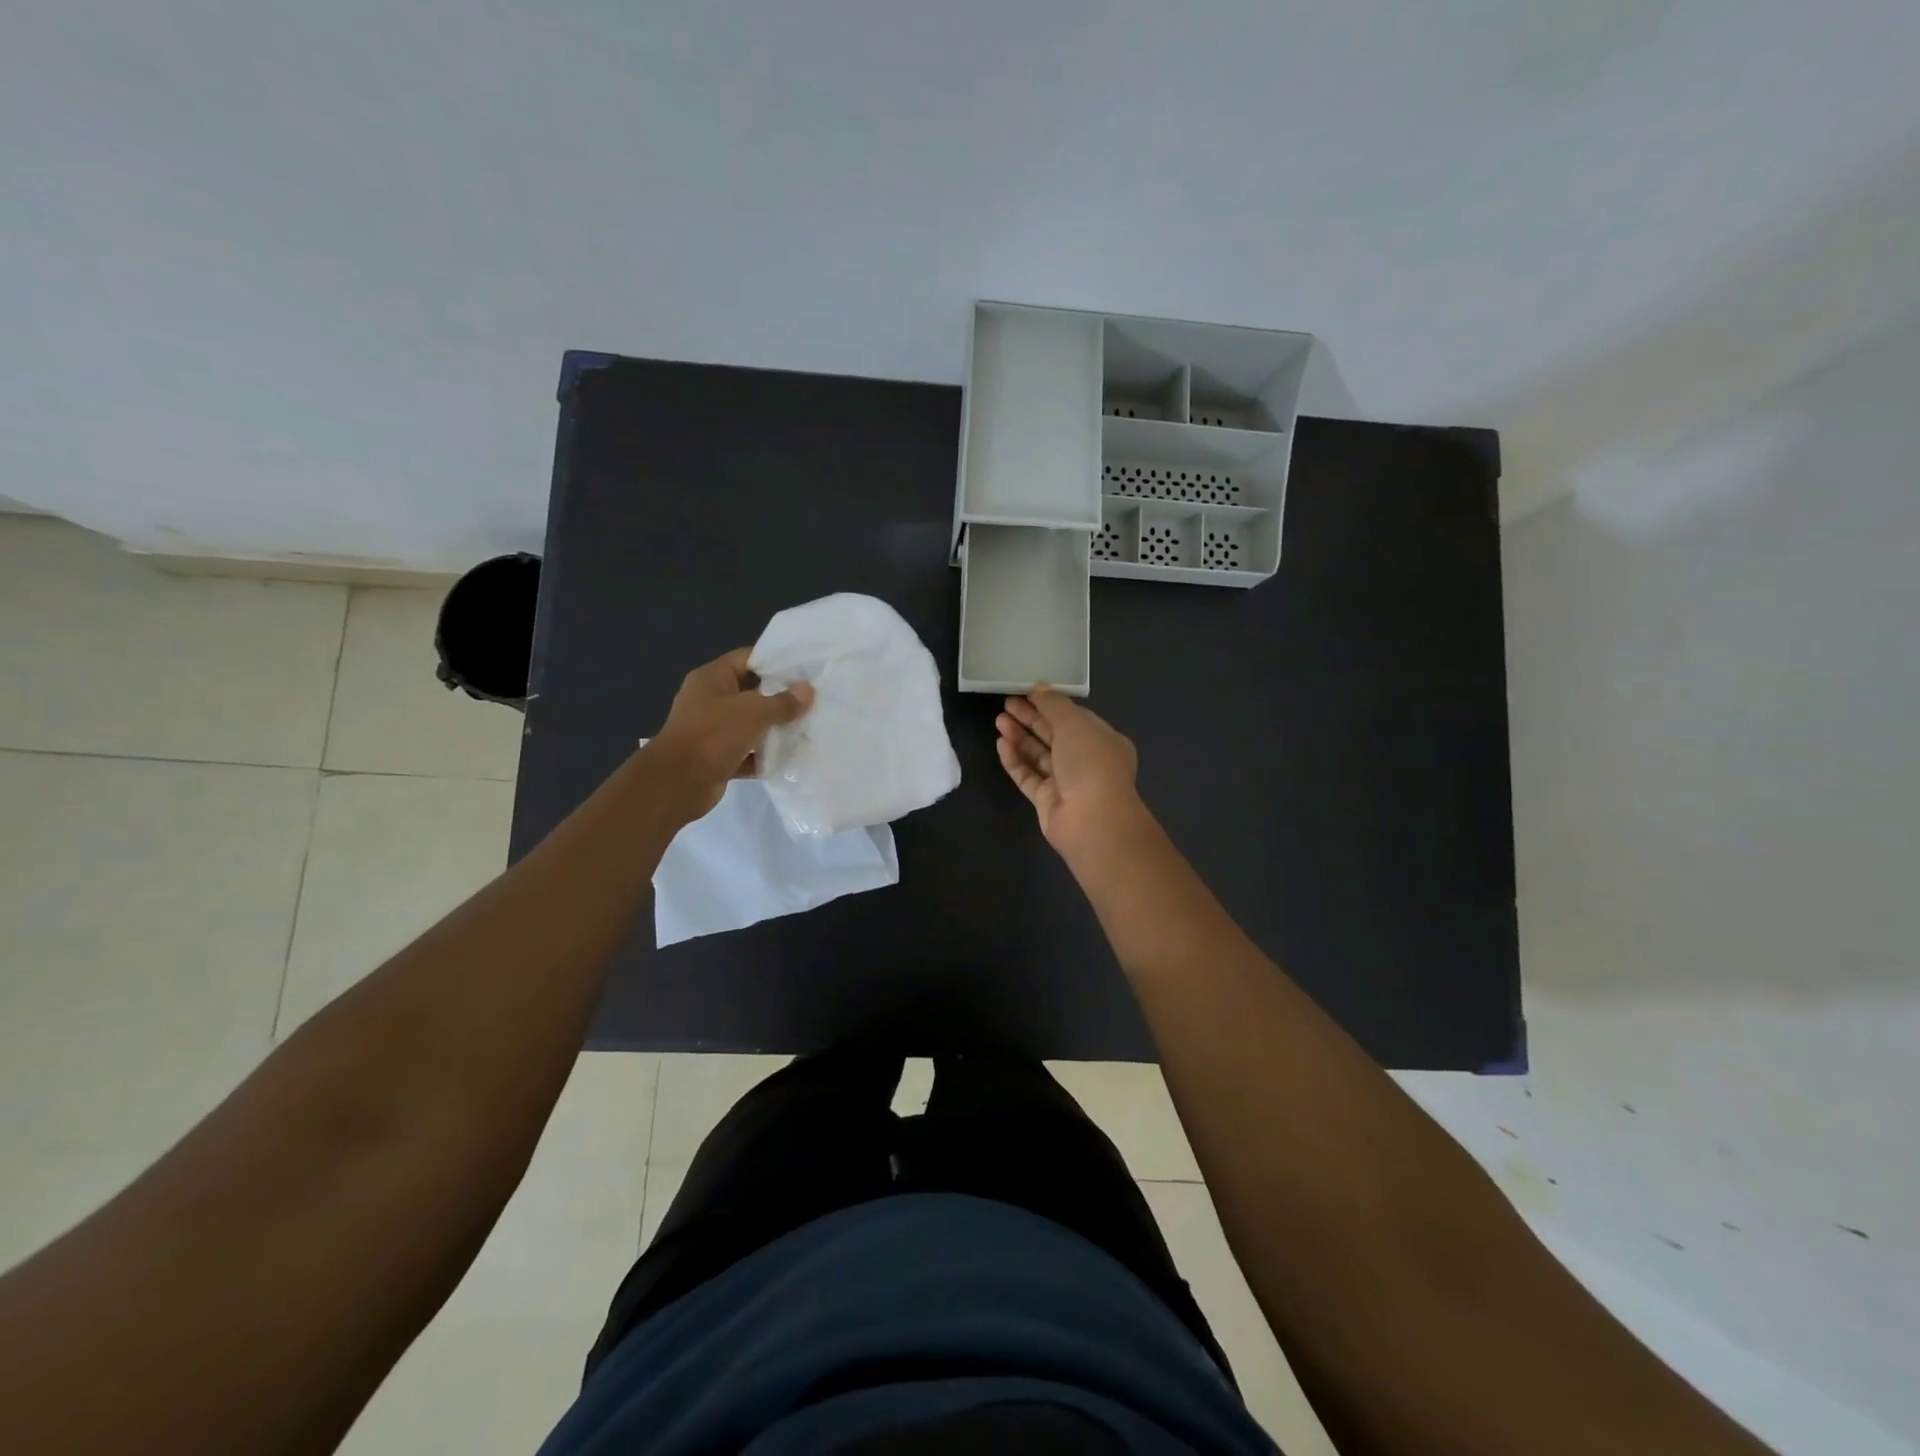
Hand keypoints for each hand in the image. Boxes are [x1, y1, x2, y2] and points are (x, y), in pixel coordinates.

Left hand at [649, 648, 813, 818]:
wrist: (677, 784)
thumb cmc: (713, 735)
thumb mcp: (753, 712)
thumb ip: (782, 702)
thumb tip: (808, 690)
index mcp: (711, 679)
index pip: (746, 659)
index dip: (774, 661)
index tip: (804, 669)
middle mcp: (710, 701)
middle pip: (751, 692)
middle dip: (780, 697)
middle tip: (813, 699)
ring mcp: (712, 731)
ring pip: (751, 725)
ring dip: (775, 729)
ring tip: (808, 727)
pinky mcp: (718, 758)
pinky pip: (747, 753)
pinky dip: (764, 756)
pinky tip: (791, 757)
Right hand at [996, 687, 1150, 863]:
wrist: (1092, 821)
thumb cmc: (1090, 763)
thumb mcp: (1074, 724)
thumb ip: (1054, 704)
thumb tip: (1038, 686)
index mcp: (1102, 740)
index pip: (1074, 717)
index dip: (1050, 704)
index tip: (1026, 692)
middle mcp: (1086, 760)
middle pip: (1054, 735)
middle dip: (1030, 718)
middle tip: (1006, 704)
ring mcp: (1066, 782)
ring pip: (1039, 755)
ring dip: (1020, 737)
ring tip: (999, 721)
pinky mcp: (1047, 801)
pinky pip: (1028, 776)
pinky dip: (1015, 760)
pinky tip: (1001, 744)